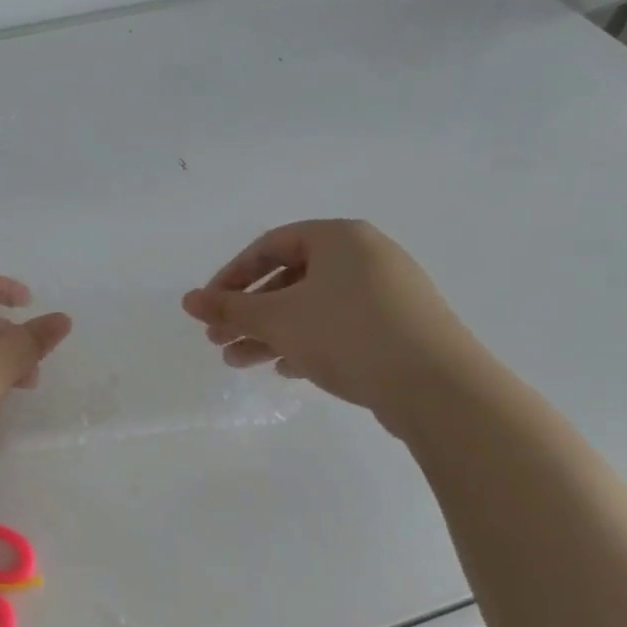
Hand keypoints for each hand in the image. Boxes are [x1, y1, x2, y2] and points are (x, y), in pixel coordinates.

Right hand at [182, 220, 478, 425]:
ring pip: (312, 307)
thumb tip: (187, 300)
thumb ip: (230, 308)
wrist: (438, 387)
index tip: (209, 309)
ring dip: (271, 333)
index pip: (270, 246)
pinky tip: (286, 370)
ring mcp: (387, 294)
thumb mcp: (278, 319)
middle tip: (218, 341)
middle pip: (290, 279)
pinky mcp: (400, 329)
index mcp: (339, 238)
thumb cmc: (348, 334)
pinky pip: (340, 327)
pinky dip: (307, 343)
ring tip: (238, 363)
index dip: (231, 277)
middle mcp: (366, 257)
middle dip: (249, 312)